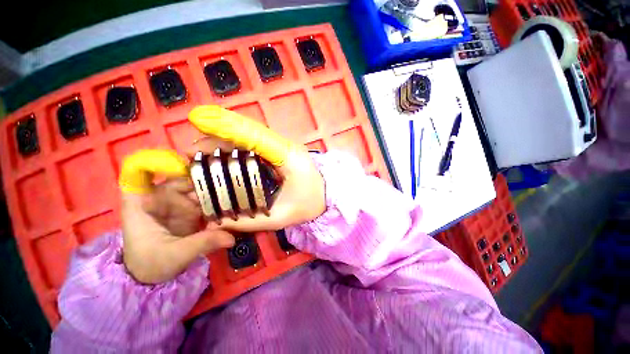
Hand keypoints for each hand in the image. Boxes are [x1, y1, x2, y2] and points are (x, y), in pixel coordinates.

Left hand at [119, 150, 234, 283]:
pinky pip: (206, 199)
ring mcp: (177, 203)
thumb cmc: (151, 264)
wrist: (153, 277)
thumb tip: (231, 238)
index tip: (181, 162)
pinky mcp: (190, 210)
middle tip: (228, 178)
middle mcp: (161, 198)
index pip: (140, 173)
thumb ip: (202, 244)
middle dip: (204, 177)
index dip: (157, 162)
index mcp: (143, 204)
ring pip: (197, 187)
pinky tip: (233, 198)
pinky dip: (218, 198)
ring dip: (215, 187)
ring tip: (236, 187)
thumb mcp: (175, 255)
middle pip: (181, 178)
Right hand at [186, 105, 325, 231]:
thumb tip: (215, 223)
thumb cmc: (309, 204)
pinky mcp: (279, 151)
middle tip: (193, 153)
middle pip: (249, 133)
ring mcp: (283, 146)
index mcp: (288, 157)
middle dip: (218, 139)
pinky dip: (236, 147)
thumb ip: (248, 222)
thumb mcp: (281, 218)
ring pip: (250, 136)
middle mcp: (284, 146)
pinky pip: (255, 144)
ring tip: (202, 155)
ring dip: (225, 142)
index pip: (256, 135)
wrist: (327, 195)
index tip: (199, 124)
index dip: (227, 127)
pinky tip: (223, 157)